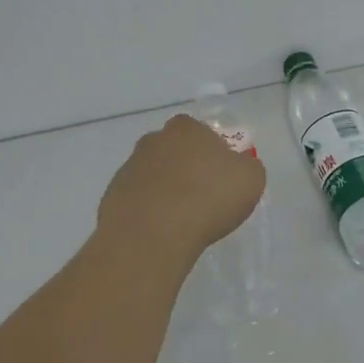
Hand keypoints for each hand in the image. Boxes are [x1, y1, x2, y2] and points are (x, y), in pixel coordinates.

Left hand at [95, 115, 265, 267]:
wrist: (153, 234)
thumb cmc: (208, 198)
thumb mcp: (251, 179)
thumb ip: (247, 166)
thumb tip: (239, 165)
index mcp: (186, 128)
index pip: (201, 132)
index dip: (213, 152)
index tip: (221, 177)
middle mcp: (154, 140)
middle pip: (175, 151)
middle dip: (187, 169)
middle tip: (202, 198)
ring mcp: (129, 167)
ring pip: (154, 175)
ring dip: (166, 190)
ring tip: (181, 221)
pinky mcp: (112, 196)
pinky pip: (138, 200)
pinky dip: (148, 211)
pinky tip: (160, 231)